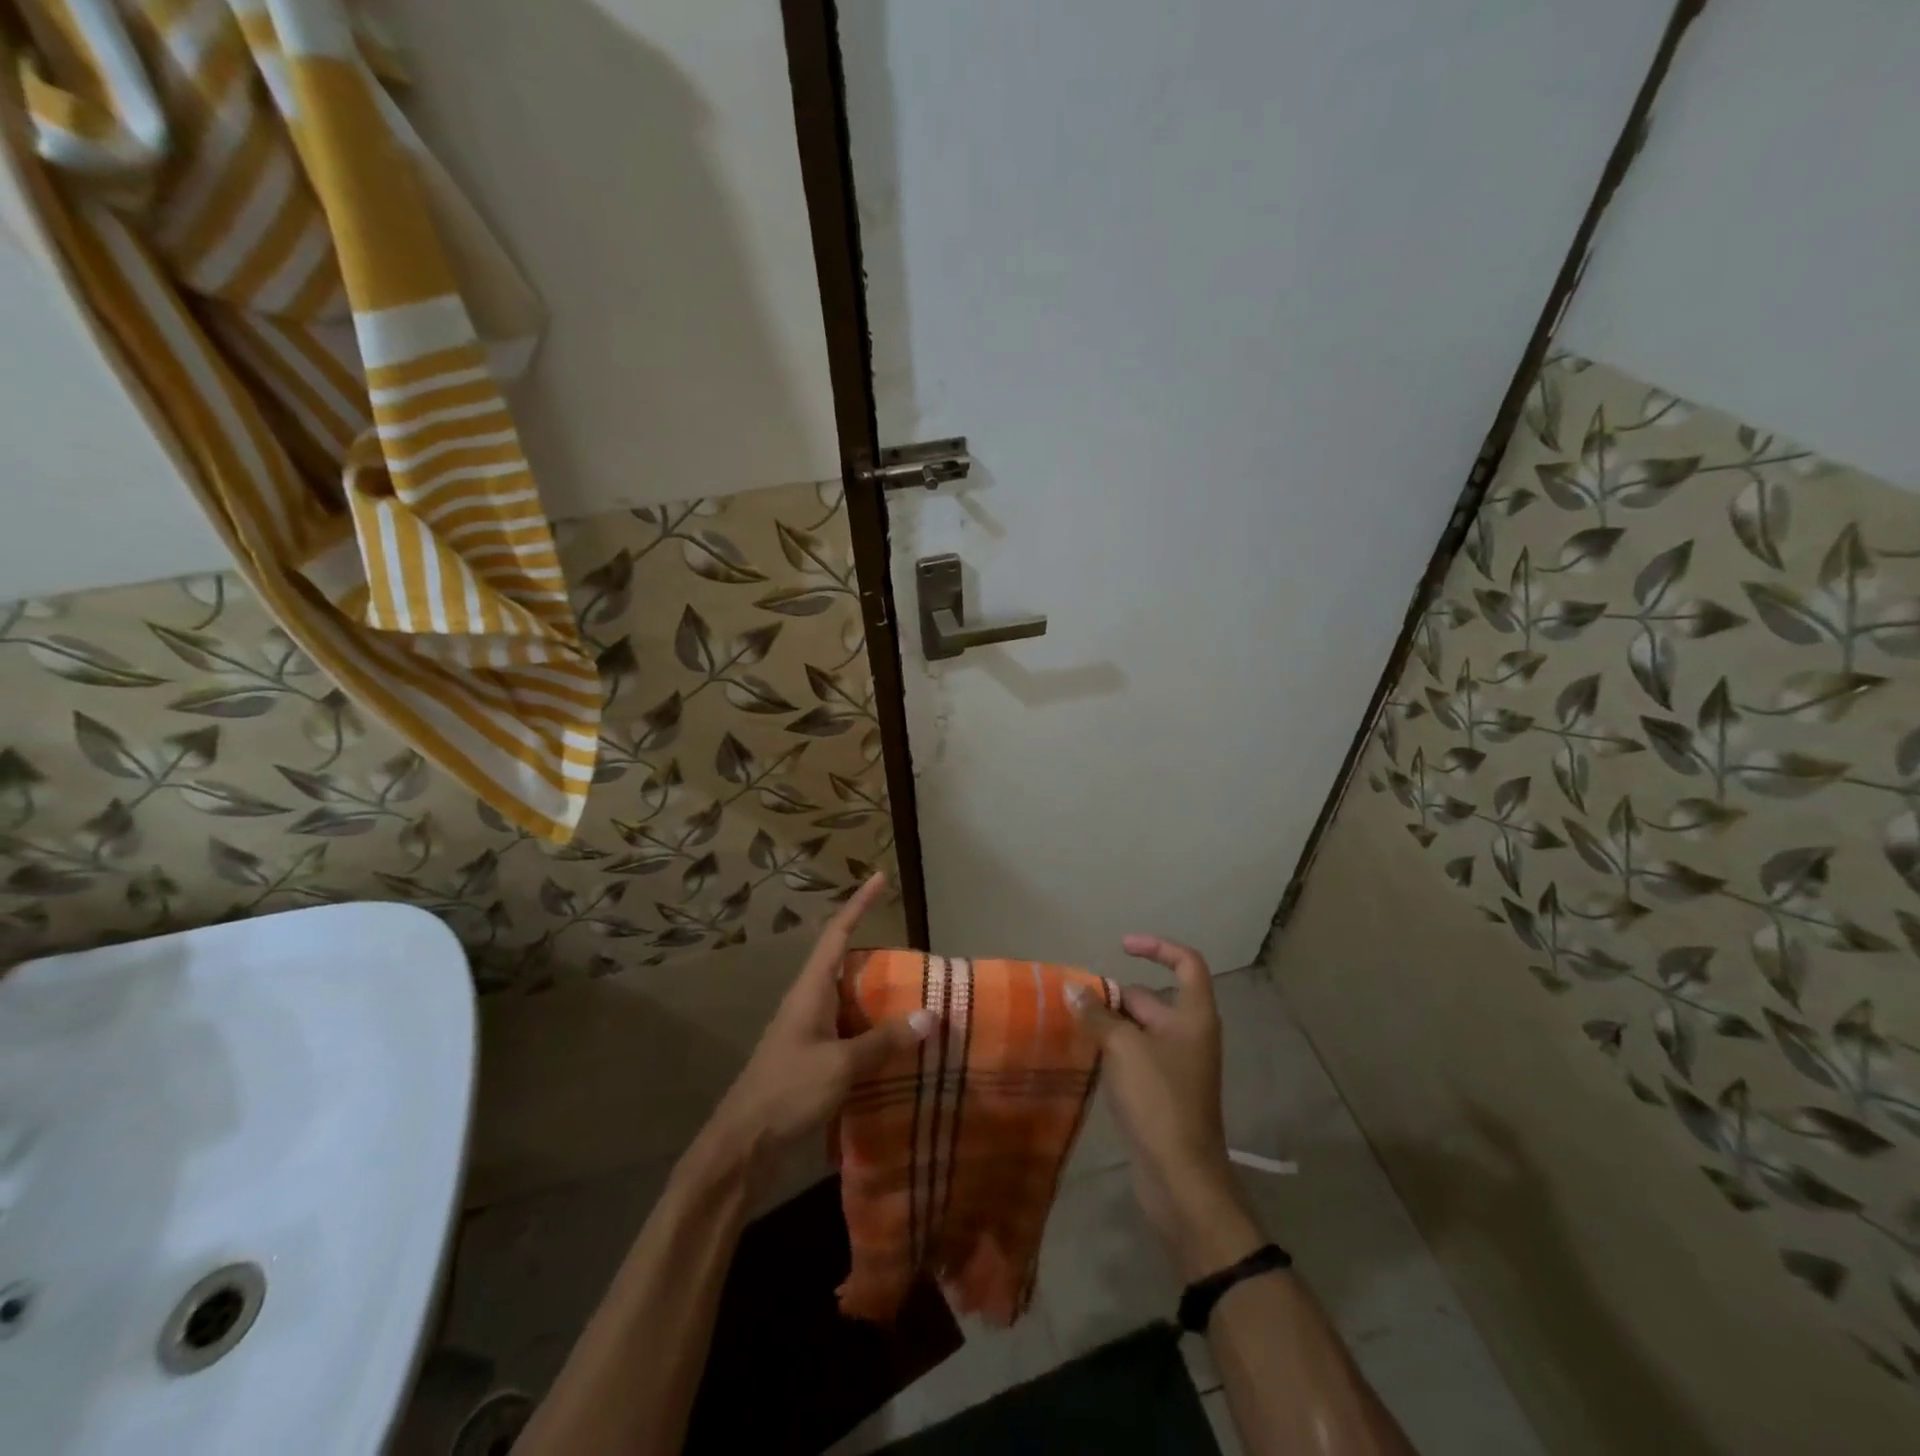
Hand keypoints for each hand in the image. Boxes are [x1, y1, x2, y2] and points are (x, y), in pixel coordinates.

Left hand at [697, 873, 935, 1183]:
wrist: (743, 1145)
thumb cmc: (787, 1092)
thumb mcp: (841, 1065)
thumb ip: (884, 1041)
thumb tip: (930, 1015)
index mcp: (811, 990)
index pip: (838, 933)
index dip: (859, 904)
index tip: (880, 878)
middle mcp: (809, 1003)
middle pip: (846, 964)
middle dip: (879, 955)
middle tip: (918, 957)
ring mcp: (809, 1031)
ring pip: (850, 1000)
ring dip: (879, 997)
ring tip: (916, 997)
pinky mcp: (812, 1059)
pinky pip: (850, 1031)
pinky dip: (874, 1031)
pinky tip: (896, 1045)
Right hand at [1068, 935, 1263, 1280]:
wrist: (1180, 1178)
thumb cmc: (1159, 1101)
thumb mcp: (1123, 1048)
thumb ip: (1097, 1014)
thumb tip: (1072, 988)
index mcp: (1193, 1017)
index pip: (1186, 963)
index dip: (1157, 948)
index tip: (1121, 946)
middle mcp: (1189, 1035)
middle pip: (1152, 998)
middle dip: (1115, 996)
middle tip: (1075, 1000)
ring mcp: (1176, 1066)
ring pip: (1139, 1029)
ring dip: (1109, 1024)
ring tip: (1070, 1023)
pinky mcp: (1161, 1092)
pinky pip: (1134, 1056)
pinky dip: (1112, 1050)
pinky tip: (1084, 1055)